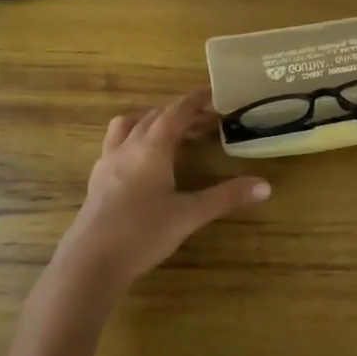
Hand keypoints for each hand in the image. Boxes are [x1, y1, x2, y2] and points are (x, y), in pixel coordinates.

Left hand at [56, 90, 269, 288]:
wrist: (91, 262)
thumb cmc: (142, 233)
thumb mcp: (189, 215)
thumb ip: (226, 197)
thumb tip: (265, 186)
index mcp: (151, 149)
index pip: (175, 113)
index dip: (194, 101)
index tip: (212, 93)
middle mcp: (127, 148)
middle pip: (154, 117)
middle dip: (180, 113)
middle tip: (205, 120)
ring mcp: (107, 163)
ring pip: (128, 126)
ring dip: (151, 120)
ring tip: (170, 131)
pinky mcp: (98, 180)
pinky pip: (116, 144)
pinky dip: (134, 139)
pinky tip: (143, 160)